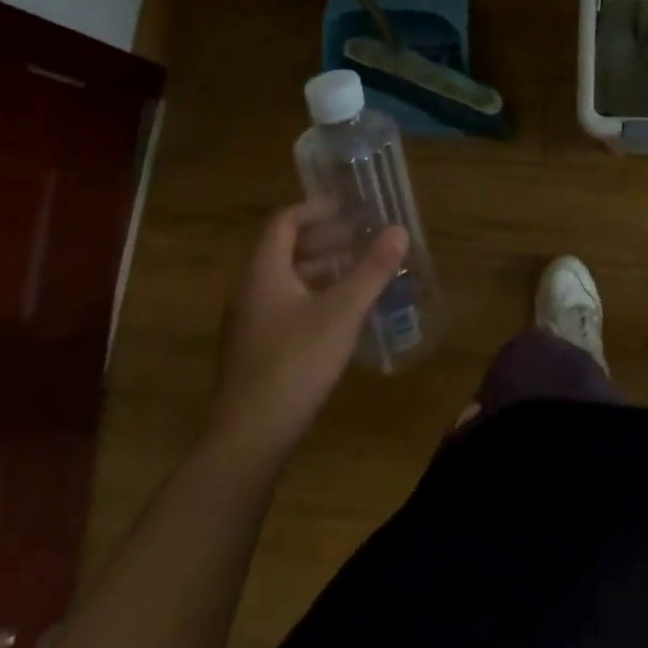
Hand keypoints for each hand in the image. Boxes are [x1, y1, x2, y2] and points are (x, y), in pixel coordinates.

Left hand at [206, 202, 407, 462]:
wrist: (248, 439)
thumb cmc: (295, 364)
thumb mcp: (342, 312)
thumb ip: (372, 269)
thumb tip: (399, 230)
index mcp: (264, 272)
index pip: (284, 222)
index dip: (315, 210)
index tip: (347, 208)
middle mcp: (249, 290)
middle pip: (284, 250)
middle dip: (324, 239)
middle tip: (361, 238)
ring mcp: (248, 323)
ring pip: (285, 280)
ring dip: (320, 269)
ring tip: (357, 272)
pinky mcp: (254, 350)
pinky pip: (284, 305)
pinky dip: (312, 295)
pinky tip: (340, 314)